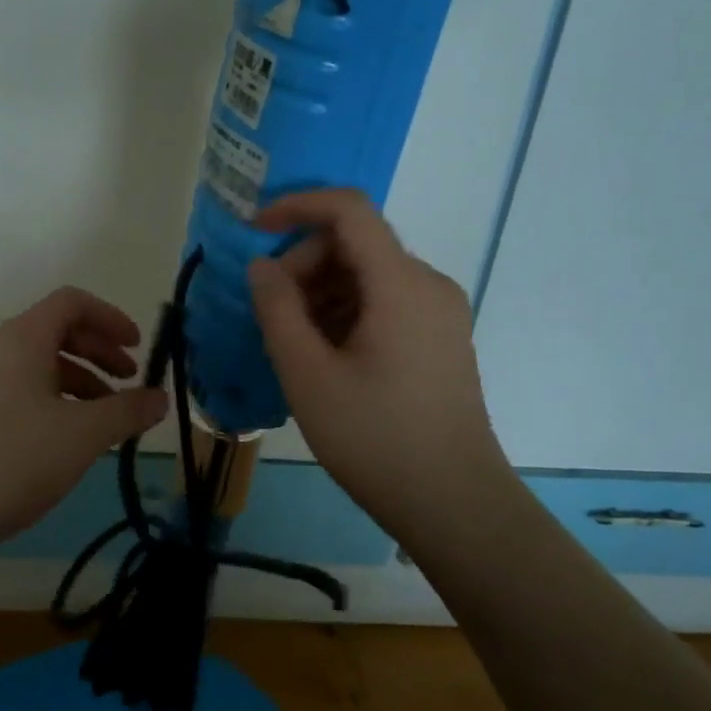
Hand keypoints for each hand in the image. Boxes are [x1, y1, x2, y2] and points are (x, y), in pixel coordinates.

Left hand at [0, 287, 167, 558]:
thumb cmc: (9, 460)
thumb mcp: (80, 437)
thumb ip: (126, 412)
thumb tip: (161, 397)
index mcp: (22, 338)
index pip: (71, 302)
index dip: (111, 317)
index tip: (137, 348)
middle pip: (53, 332)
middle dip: (97, 352)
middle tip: (127, 382)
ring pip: (33, 365)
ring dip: (75, 381)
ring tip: (100, 421)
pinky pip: (13, 390)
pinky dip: (47, 401)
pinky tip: (58, 442)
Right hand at [247, 189, 509, 539]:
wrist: (455, 504)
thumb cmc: (375, 438)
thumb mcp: (308, 375)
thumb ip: (277, 310)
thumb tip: (262, 266)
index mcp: (401, 283)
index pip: (349, 210)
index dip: (297, 206)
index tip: (255, 230)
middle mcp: (428, 284)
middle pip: (356, 244)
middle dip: (304, 264)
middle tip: (271, 314)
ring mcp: (440, 312)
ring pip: (369, 275)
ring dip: (322, 292)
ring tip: (294, 343)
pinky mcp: (441, 338)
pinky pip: (386, 302)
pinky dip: (347, 312)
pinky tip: (326, 356)